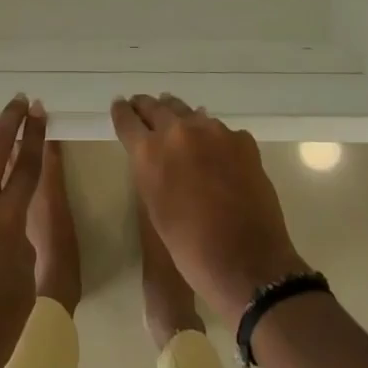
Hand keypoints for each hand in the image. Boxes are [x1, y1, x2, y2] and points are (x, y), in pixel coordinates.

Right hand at [112, 93, 305, 327]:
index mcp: (150, 151)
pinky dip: (212, 137)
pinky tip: (216, 153)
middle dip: (147, 107)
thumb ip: (150, 171)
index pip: (127, 119)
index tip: (120, 105)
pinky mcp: (242, 140)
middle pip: (157, 106)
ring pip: (189, 112)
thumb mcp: (154, 206)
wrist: (247, 263)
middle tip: (143, 106)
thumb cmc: (190, 246)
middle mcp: (179, 131)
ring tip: (177, 122)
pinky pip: (220, 130)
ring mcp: (215, 131)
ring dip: (180, 117)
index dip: (122, 111)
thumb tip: (155, 153)